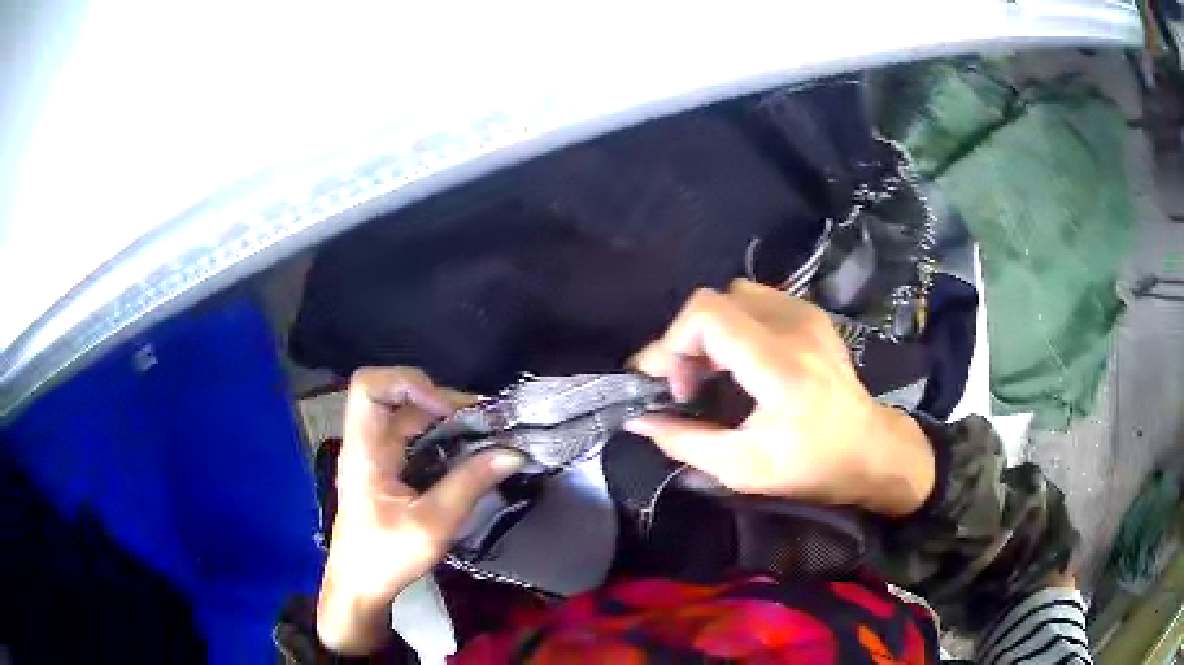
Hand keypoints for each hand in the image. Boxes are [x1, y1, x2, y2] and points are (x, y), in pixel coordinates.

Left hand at [317, 368, 524, 654]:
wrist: (361, 586)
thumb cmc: (386, 557)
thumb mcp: (432, 525)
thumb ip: (469, 485)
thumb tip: (513, 453)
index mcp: (364, 449)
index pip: (368, 386)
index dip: (407, 383)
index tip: (446, 409)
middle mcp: (368, 443)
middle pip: (398, 397)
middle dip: (443, 401)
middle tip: (487, 421)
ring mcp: (378, 455)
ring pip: (411, 417)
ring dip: (448, 420)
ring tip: (487, 433)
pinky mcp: (389, 469)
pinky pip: (417, 439)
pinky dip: (445, 438)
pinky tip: (471, 453)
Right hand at [626, 279, 934, 517]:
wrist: (871, 449)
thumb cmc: (812, 467)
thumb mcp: (743, 468)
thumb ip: (683, 441)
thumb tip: (637, 420)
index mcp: (779, 366)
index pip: (708, 314)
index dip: (673, 343)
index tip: (673, 387)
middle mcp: (793, 327)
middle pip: (714, 301)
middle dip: (686, 341)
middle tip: (688, 386)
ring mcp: (806, 315)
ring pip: (733, 295)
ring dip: (710, 331)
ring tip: (712, 372)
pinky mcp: (811, 315)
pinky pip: (756, 300)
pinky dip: (734, 324)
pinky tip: (740, 361)